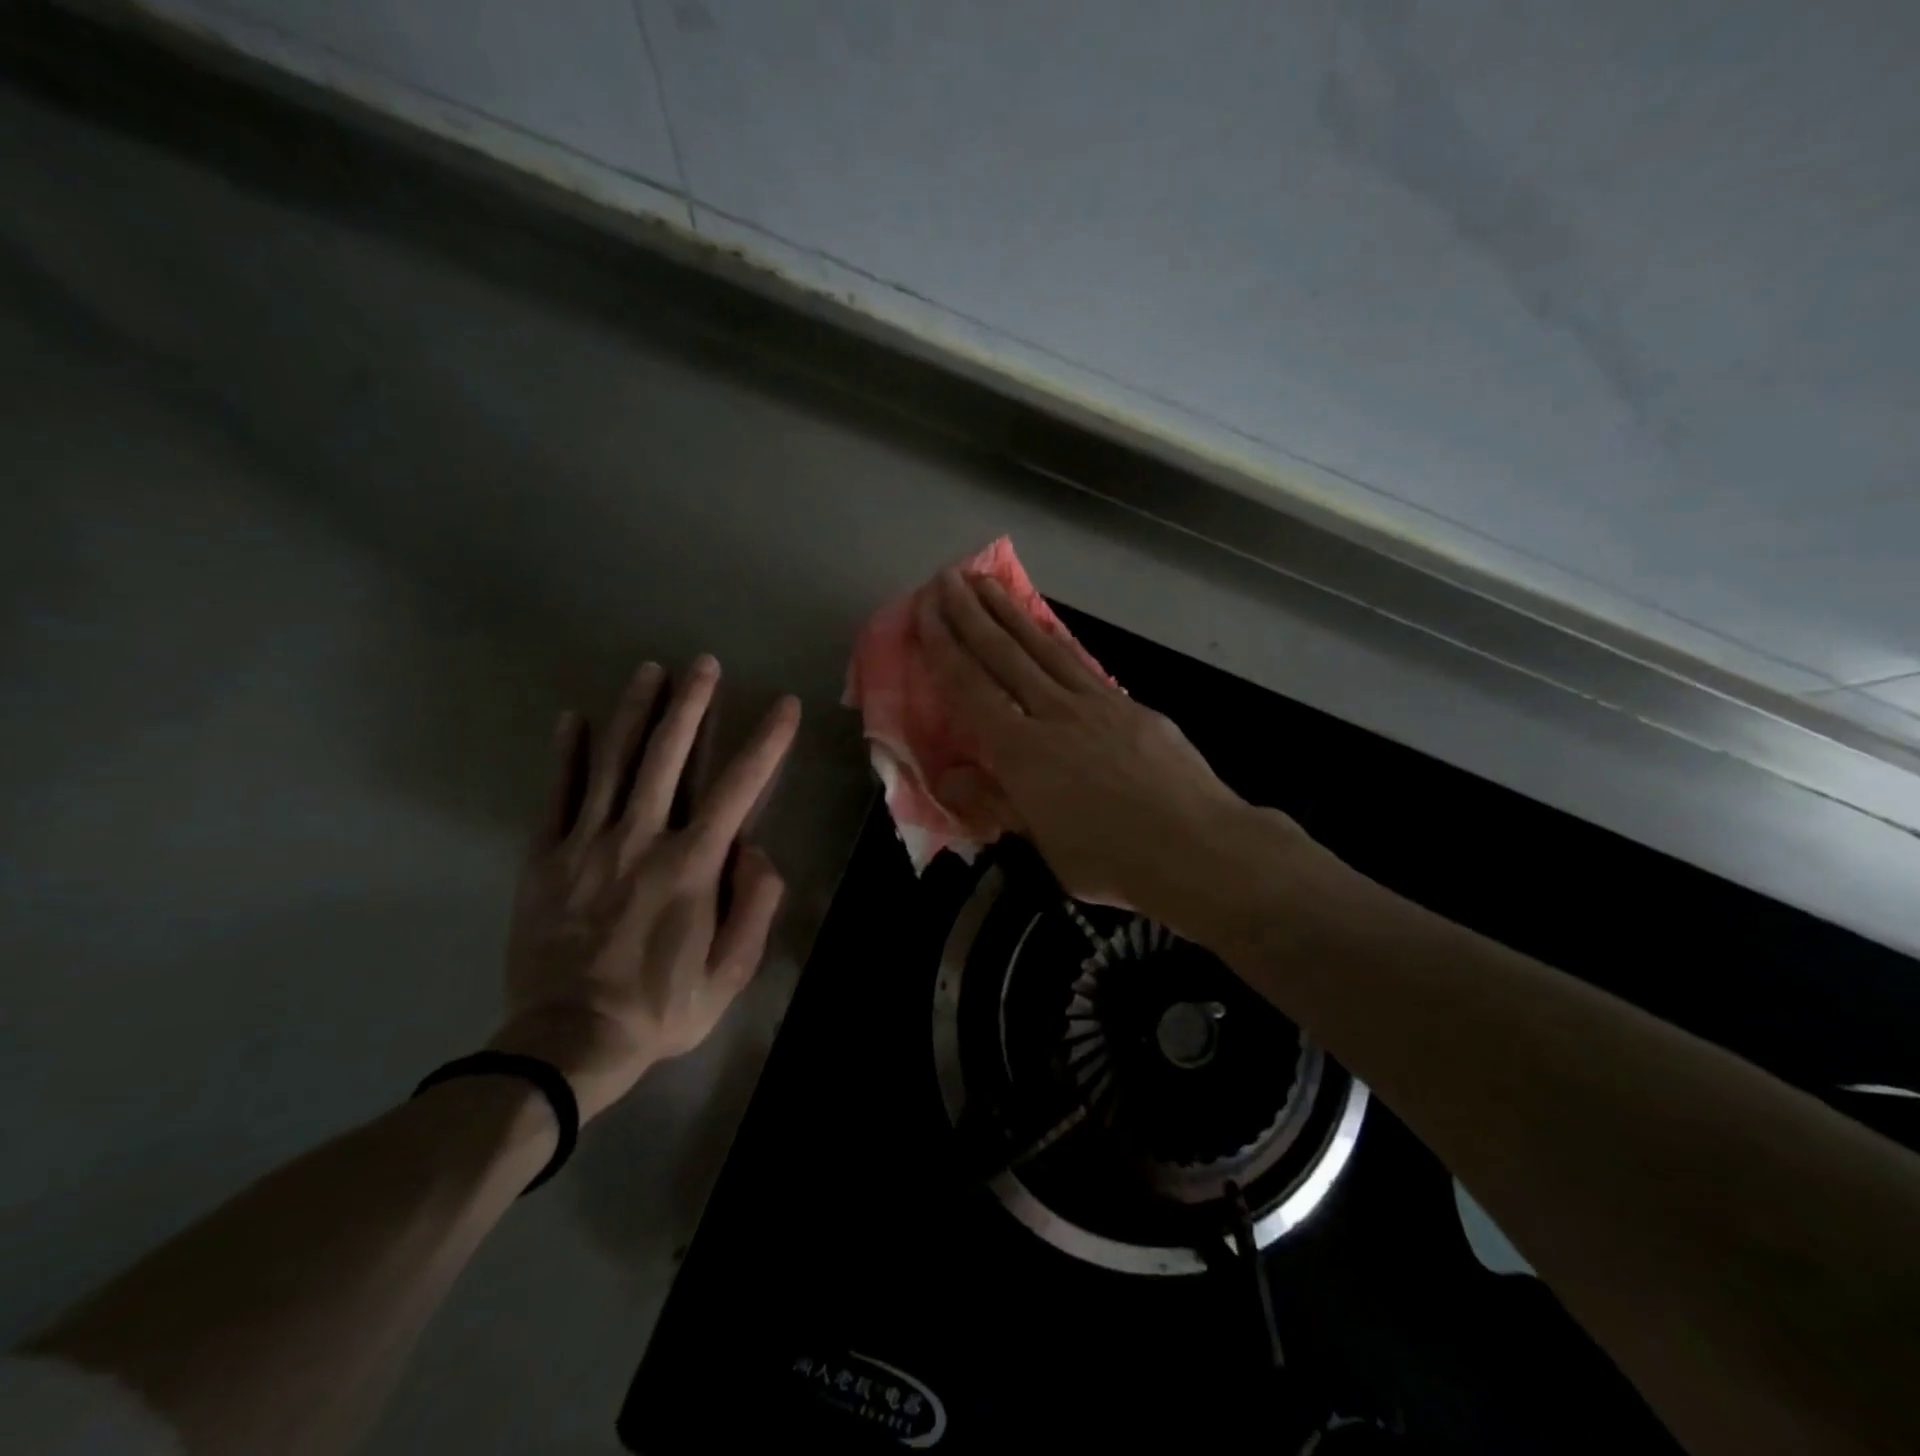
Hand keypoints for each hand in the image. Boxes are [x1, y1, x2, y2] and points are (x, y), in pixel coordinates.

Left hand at [491, 657, 799, 1120]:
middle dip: (691, 705)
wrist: (566, 1043)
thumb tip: (755, 849)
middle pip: (668, 756)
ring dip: (635, 712)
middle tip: (704, 664)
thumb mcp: (731, 971)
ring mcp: (587, 844)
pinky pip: (557, 796)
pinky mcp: (546, 858)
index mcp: (691, 864)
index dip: (766, 742)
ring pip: (613, 763)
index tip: (783, 705)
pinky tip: (572, 719)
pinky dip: (566, 755)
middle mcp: (641, 839)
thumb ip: (754, 903)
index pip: (738, 787)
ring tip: (650, 671)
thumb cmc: (660, 1008)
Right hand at [919, 571, 1306, 925]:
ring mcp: (1096, 703)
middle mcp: (1054, 713)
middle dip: (971, 613)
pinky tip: (1047, 629)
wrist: (1198, 846)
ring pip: (1043, 647)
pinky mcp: (1129, 705)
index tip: (926, 611)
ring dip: (1010, 613)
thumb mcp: (1044, 845)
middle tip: (947, 578)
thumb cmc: (1112, 859)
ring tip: (987, 584)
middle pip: (1004, 654)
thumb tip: (949, 778)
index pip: (972, 688)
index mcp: (1023, 751)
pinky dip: (1055, 639)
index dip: (945, 647)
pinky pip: (1080, 663)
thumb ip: (995, 804)